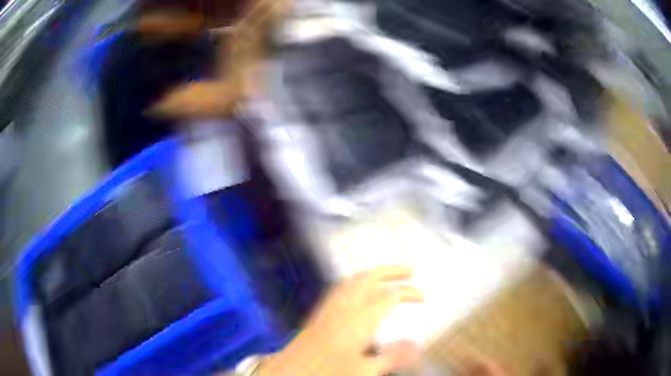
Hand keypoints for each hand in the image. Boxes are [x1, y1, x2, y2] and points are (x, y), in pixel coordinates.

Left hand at [260, 266, 422, 375]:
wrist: (289, 371)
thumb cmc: (326, 372)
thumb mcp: (364, 370)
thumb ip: (392, 356)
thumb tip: (416, 343)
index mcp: (358, 321)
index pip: (390, 297)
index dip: (409, 292)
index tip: (422, 295)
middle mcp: (343, 308)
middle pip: (369, 278)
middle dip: (392, 270)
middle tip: (409, 270)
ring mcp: (329, 308)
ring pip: (353, 279)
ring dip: (373, 273)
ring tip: (387, 274)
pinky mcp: (319, 313)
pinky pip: (340, 287)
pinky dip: (355, 281)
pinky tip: (357, 288)